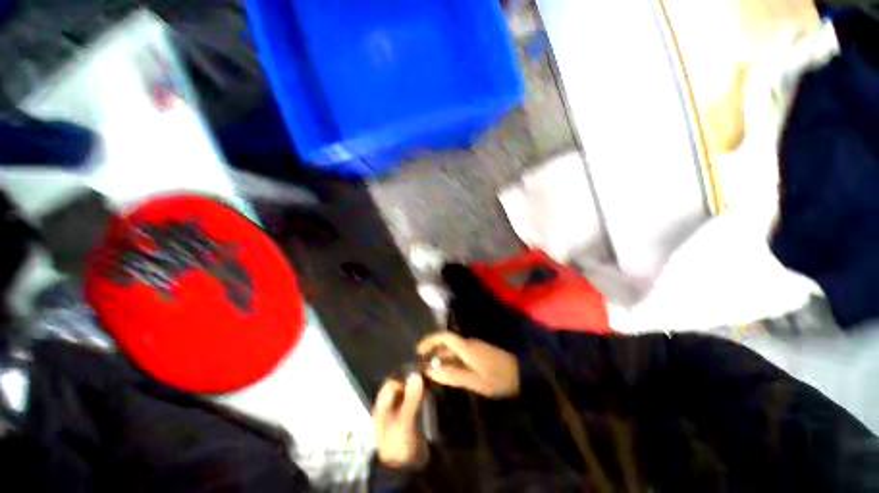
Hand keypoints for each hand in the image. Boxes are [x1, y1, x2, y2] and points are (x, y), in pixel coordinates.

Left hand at [373, 374, 427, 468]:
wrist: (404, 469)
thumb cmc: (398, 444)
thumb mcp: (404, 421)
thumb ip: (410, 398)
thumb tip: (416, 374)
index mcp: (383, 404)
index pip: (393, 380)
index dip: (405, 373)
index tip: (420, 367)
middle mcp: (392, 404)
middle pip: (402, 385)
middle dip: (414, 379)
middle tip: (430, 372)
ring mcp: (402, 409)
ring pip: (411, 391)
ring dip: (420, 386)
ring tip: (433, 378)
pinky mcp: (412, 415)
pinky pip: (418, 400)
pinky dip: (424, 394)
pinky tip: (433, 391)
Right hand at [417, 332, 519, 398]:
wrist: (522, 373)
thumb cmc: (497, 378)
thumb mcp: (474, 380)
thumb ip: (451, 375)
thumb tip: (429, 371)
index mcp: (466, 347)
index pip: (443, 337)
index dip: (429, 341)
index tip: (418, 352)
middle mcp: (468, 343)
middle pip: (446, 342)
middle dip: (433, 351)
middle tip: (421, 366)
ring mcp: (474, 347)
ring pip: (453, 349)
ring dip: (441, 357)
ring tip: (431, 371)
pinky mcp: (479, 353)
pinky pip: (460, 353)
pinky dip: (450, 360)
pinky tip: (448, 372)